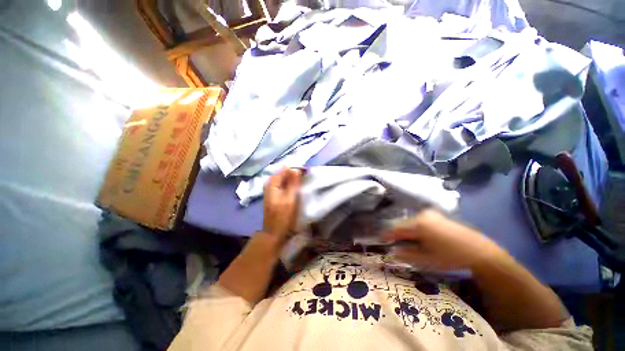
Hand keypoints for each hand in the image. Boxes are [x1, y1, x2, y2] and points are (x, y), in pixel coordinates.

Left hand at [263, 168, 301, 241]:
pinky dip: (291, 184)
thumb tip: (296, 169)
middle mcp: (270, 183)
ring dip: (294, 179)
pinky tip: (297, 188)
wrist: (274, 232)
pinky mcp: (275, 194)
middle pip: (284, 173)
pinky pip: (284, 184)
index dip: (296, 169)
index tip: (306, 173)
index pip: (285, 168)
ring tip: (303, 183)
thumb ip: (293, 183)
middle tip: (305, 178)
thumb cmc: (282, 217)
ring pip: (285, 178)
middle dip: (295, 174)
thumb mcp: (290, 199)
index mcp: (272, 183)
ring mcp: (272, 189)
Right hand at [383, 209, 506, 270]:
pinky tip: (419, 237)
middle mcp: (423, 214)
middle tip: (393, 243)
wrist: (480, 252)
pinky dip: (416, 228)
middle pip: (403, 224)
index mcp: (418, 224)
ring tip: (405, 242)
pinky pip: (420, 221)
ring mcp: (431, 214)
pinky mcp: (438, 216)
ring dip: (407, 231)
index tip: (380, 240)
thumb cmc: (451, 257)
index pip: (396, 228)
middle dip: (397, 234)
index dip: (387, 234)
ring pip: (412, 222)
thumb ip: (406, 254)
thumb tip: (392, 251)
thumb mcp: (426, 259)